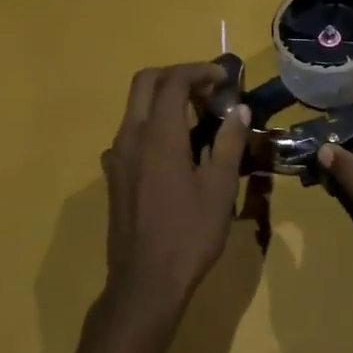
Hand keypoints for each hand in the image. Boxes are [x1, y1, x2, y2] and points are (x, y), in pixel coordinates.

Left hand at [100, 64, 250, 324]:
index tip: (224, 79)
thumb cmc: (189, 234)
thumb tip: (238, 110)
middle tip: (208, 89)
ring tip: (199, 117)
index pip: (173, 81)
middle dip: (177, 76)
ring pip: (135, 108)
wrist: (145, 281)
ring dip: (164, 100)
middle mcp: (130, 137)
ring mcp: (116, 157)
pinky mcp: (114, 176)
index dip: (199, 71)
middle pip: (145, 83)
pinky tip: (177, 151)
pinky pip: (131, 134)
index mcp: (158, 135)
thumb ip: (229, 142)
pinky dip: (154, 125)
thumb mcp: (220, 188)